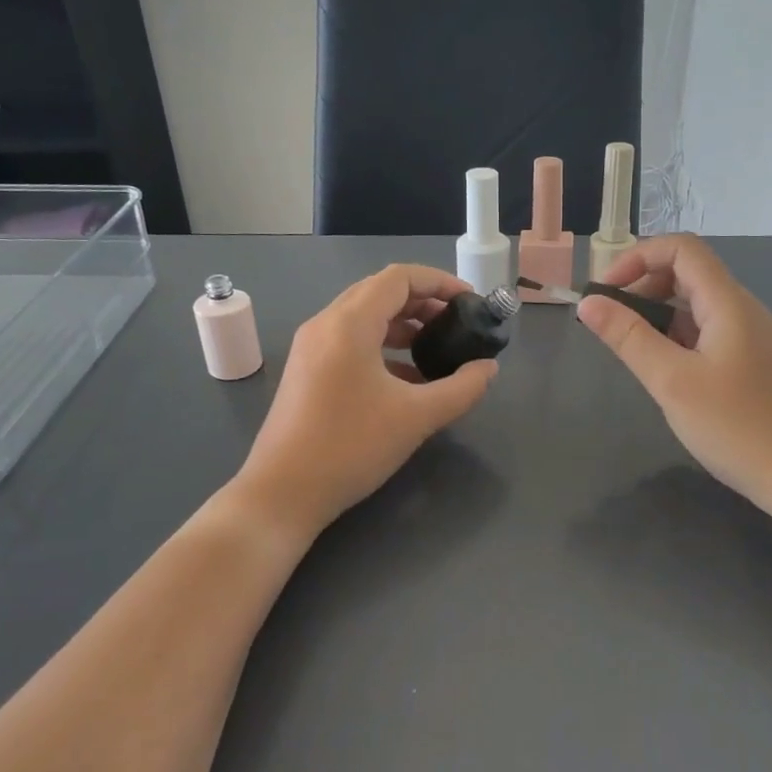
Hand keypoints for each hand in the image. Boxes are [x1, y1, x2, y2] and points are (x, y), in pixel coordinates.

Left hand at [237, 264, 497, 536]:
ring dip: (402, 324)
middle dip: (423, 301)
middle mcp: (325, 324)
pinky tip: (407, 377)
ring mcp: (311, 348)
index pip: (399, 278)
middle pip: (380, 292)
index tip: (469, 302)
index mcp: (349, 324)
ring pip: (364, 317)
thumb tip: (488, 369)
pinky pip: (350, 342)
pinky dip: (382, 346)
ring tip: (436, 347)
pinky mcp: (306, 371)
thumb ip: (461, 389)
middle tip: (456, 323)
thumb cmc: (351, 447)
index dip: (439, 282)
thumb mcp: (416, 417)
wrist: (282, 493)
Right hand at [577, 235, 771, 550]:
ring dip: (656, 312)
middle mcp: (741, 309)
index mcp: (728, 303)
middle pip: (687, 272)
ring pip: (694, 303)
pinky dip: (675, 335)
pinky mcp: (748, 360)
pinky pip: (705, 330)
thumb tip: (588, 304)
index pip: (682, 249)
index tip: (605, 293)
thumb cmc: (734, 426)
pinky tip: (660, 367)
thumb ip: (628, 337)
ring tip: (629, 347)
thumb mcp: (671, 381)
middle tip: (611, 323)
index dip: (638, 258)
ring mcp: (748, 335)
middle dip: (642, 285)